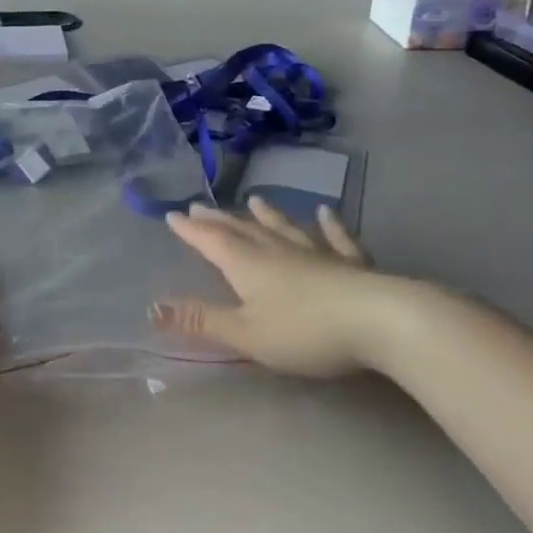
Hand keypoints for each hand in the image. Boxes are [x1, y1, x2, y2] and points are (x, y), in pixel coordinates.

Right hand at [153, 199, 424, 378]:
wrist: (380, 321)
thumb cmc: (304, 331)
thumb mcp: (245, 333)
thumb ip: (201, 320)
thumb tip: (151, 307)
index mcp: (246, 264)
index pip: (210, 241)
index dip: (190, 230)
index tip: (172, 214)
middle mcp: (277, 250)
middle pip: (242, 230)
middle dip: (219, 219)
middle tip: (200, 205)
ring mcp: (316, 253)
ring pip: (284, 228)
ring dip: (267, 215)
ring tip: (255, 199)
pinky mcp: (352, 264)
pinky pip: (336, 239)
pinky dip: (329, 225)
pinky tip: (326, 212)